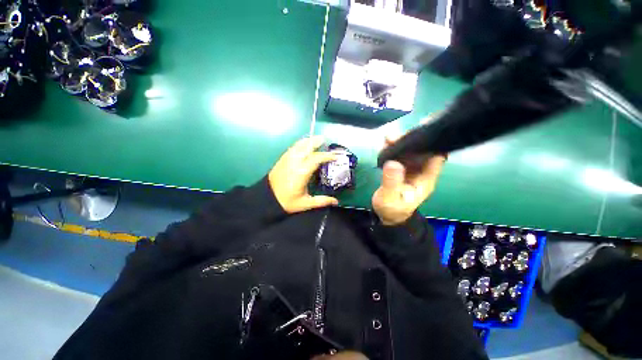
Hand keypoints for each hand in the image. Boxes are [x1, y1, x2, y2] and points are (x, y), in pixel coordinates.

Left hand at [269, 136, 338, 213]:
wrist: (267, 199)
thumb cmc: (287, 201)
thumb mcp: (305, 203)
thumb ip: (322, 201)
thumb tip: (336, 201)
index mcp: (302, 172)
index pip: (317, 158)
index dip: (327, 156)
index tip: (335, 156)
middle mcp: (295, 162)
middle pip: (307, 146)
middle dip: (317, 141)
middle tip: (325, 140)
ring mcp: (287, 159)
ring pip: (299, 145)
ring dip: (309, 141)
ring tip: (316, 139)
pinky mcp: (282, 159)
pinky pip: (293, 147)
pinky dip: (300, 144)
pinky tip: (304, 144)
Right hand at [372, 136, 445, 225]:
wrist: (388, 216)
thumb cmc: (391, 209)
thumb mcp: (389, 198)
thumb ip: (391, 181)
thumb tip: (393, 162)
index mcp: (425, 180)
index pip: (436, 157)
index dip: (432, 143)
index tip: (419, 132)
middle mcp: (422, 172)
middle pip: (423, 151)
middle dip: (411, 141)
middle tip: (394, 136)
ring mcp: (412, 170)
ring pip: (411, 152)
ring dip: (401, 143)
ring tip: (388, 138)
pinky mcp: (403, 170)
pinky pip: (401, 156)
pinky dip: (395, 149)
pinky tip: (386, 145)